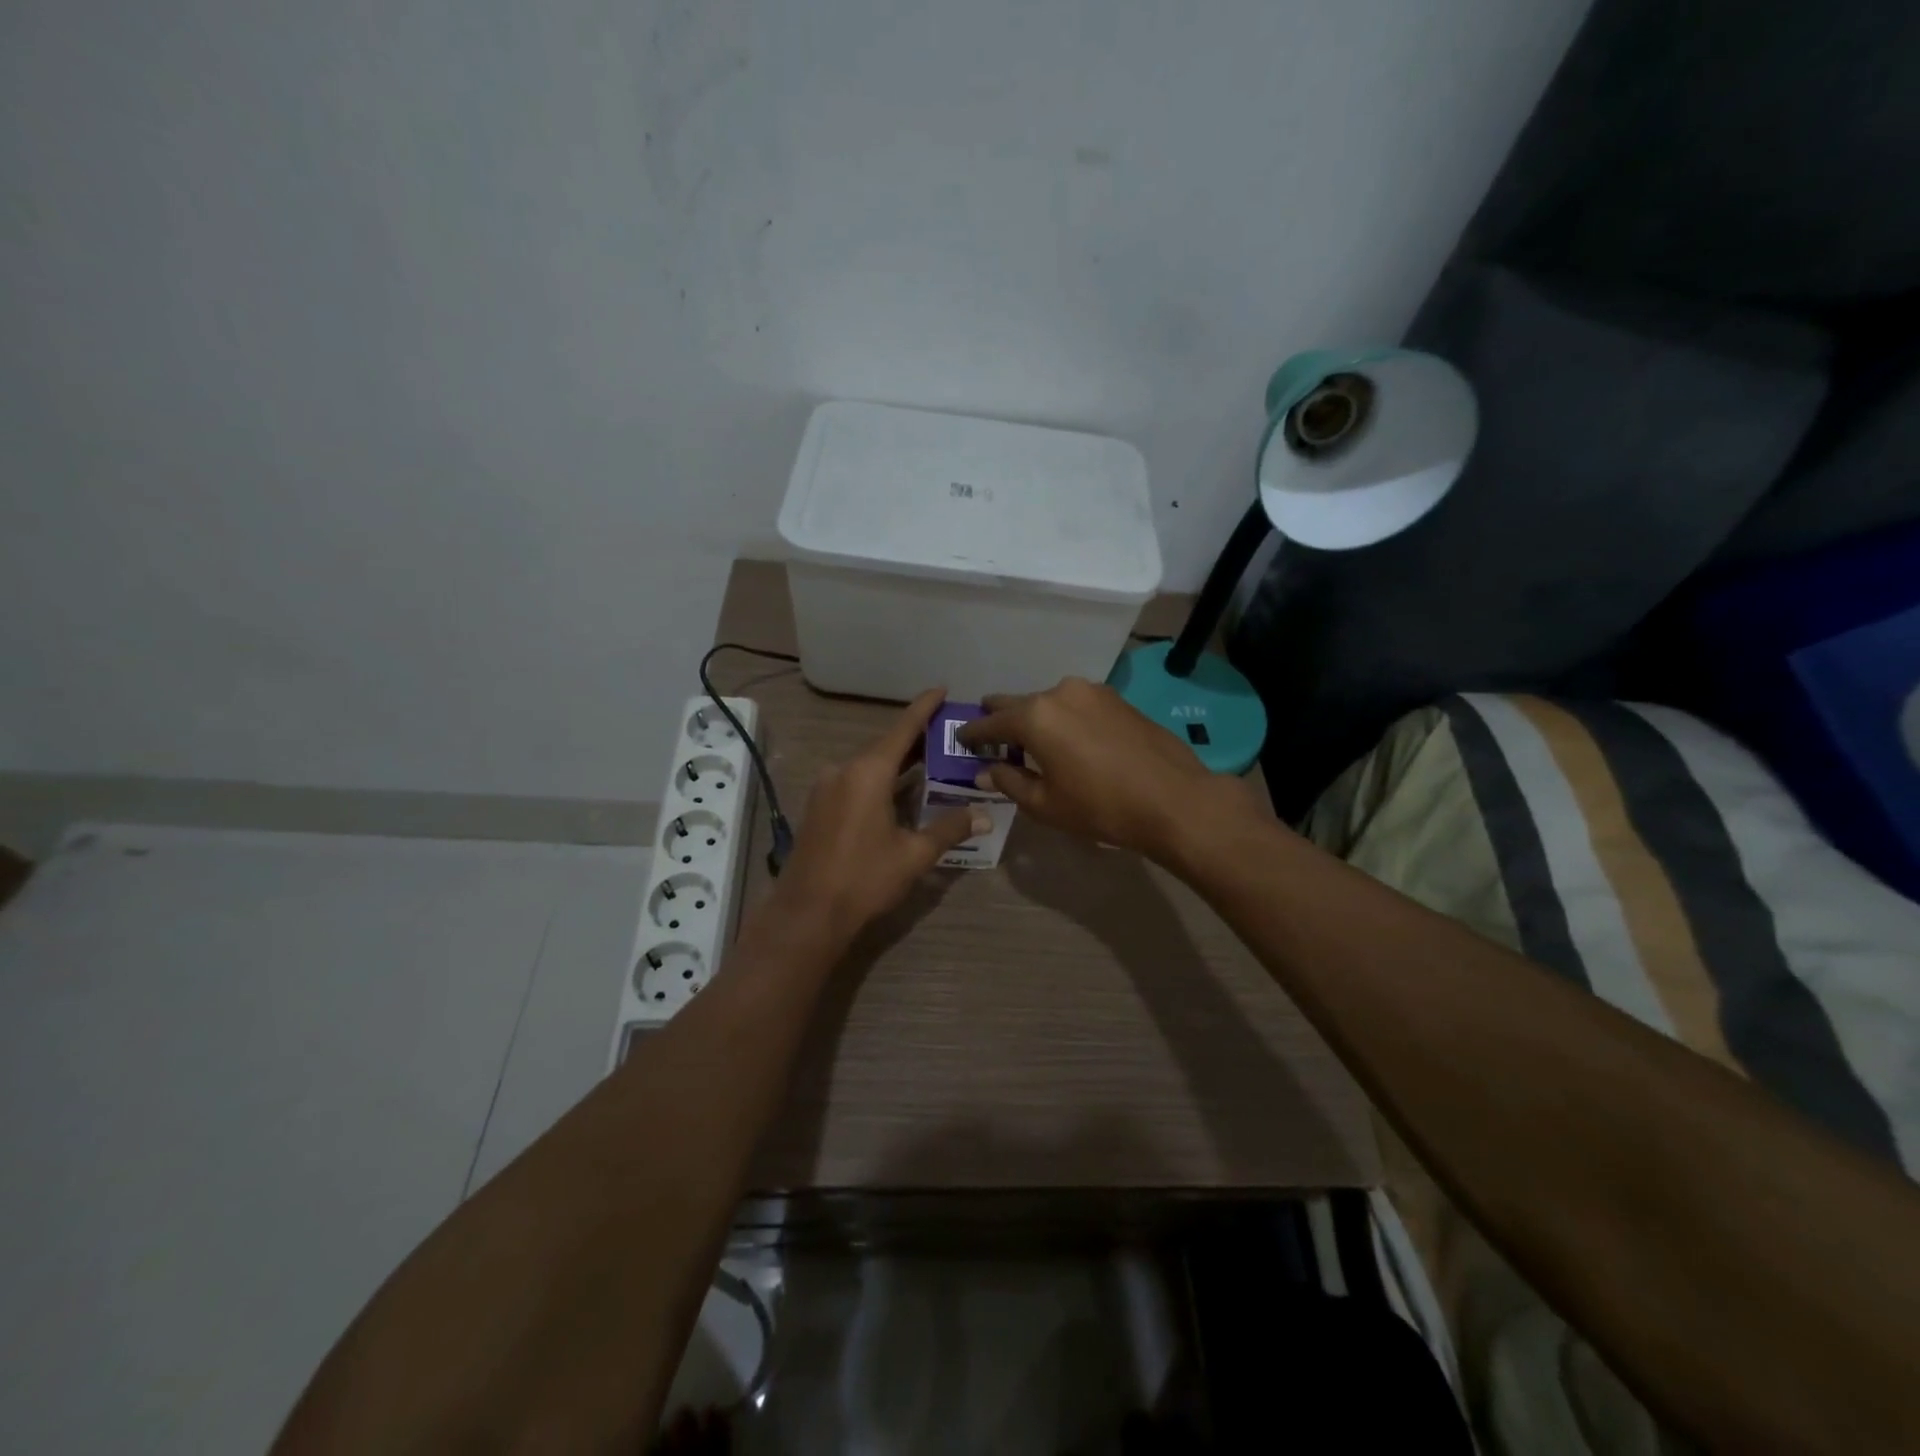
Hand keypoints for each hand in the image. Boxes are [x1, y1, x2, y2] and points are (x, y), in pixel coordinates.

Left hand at [772, 688, 985, 944]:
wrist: (807, 914)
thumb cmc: (864, 879)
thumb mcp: (914, 855)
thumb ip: (949, 829)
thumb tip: (983, 815)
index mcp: (868, 772)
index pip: (902, 729)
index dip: (924, 708)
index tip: (941, 689)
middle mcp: (843, 770)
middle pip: (885, 747)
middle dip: (916, 742)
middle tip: (948, 738)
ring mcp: (826, 788)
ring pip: (868, 766)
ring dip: (897, 765)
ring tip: (930, 765)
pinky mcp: (817, 807)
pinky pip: (854, 783)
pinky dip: (879, 782)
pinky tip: (898, 794)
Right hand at [957, 676, 1260, 860]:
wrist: (1174, 799)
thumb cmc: (1101, 807)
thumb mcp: (1046, 804)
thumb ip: (1009, 782)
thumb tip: (985, 772)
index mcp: (1035, 716)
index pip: (990, 722)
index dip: (973, 733)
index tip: (961, 739)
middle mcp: (1059, 692)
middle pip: (1018, 703)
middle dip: (1001, 718)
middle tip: (989, 735)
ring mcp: (1091, 692)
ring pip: (1048, 702)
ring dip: (1035, 718)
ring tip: (1031, 741)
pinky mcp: (1115, 698)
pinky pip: (1075, 705)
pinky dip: (1061, 718)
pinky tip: (1066, 739)